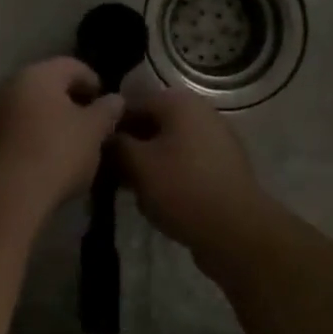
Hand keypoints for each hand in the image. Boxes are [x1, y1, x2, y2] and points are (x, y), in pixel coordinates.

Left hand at [0, 57, 124, 216]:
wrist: (8, 193)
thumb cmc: (57, 151)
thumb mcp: (93, 131)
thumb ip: (107, 110)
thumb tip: (116, 99)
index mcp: (38, 74)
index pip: (72, 66)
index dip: (93, 82)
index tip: (107, 106)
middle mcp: (10, 84)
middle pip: (48, 86)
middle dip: (71, 102)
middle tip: (92, 125)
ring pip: (31, 108)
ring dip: (51, 120)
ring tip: (72, 144)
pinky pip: (17, 129)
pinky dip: (34, 136)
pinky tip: (48, 158)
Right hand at [114, 88, 271, 257]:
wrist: (238, 231)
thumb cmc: (182, 189)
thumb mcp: (137, 165)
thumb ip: (115, 144)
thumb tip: (104, 136)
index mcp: (179, 102)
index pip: (131, 102)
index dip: (109, 125)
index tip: (94, 150)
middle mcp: (200, 112)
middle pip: (152, 123)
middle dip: (130, 146)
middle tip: (109, 172)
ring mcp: (216, 139)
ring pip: (168, 144)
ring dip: (148, 162)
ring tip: (131, 189)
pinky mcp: (223, 166)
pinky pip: (186, 162)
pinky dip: (169, 174)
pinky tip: (156, 199)